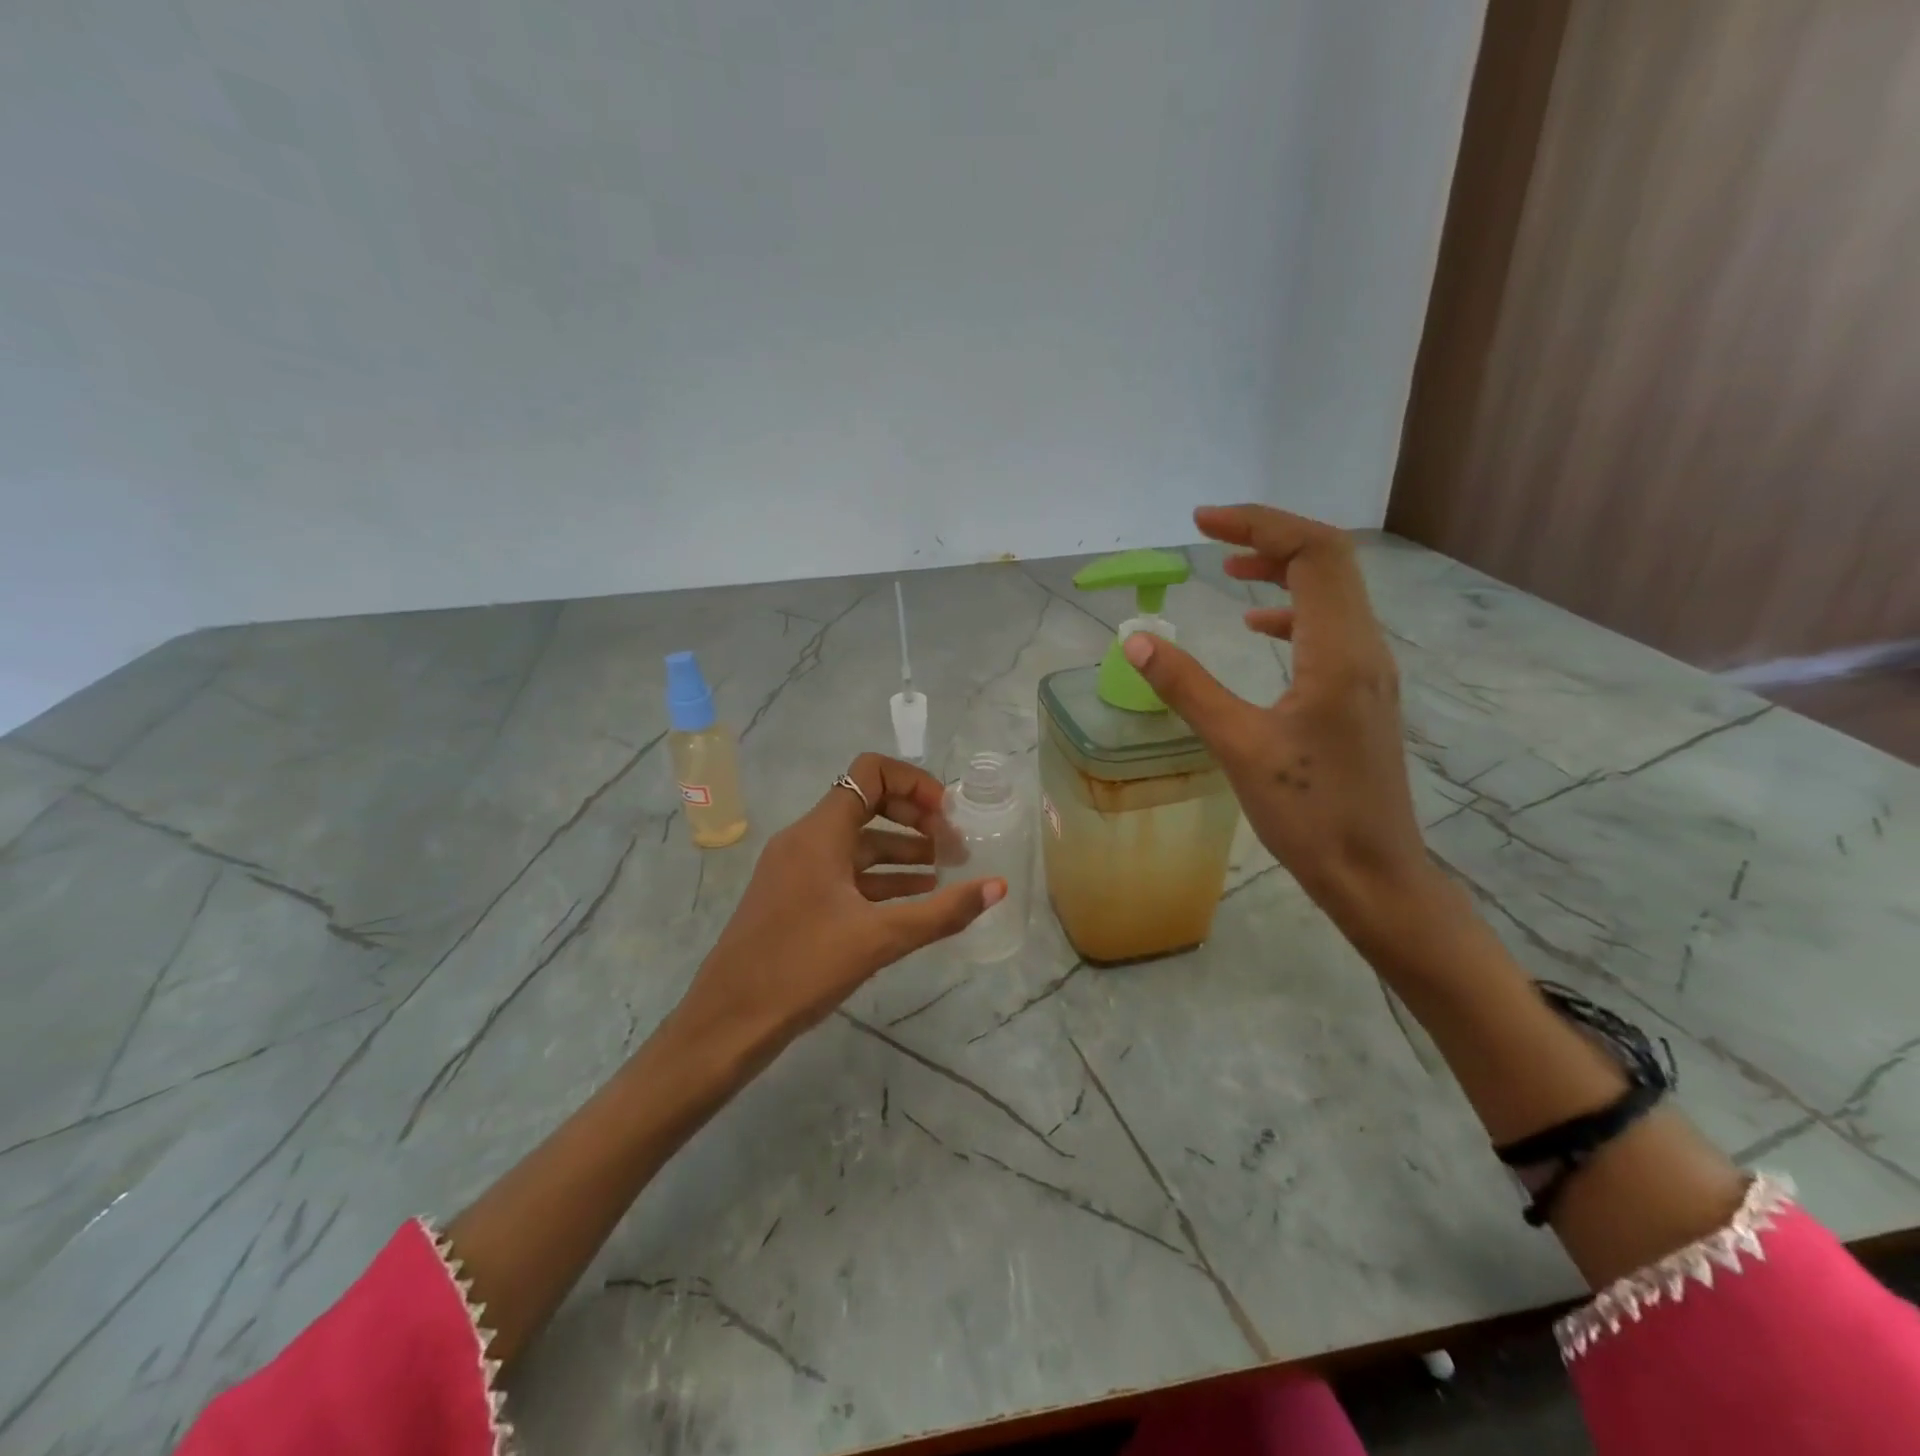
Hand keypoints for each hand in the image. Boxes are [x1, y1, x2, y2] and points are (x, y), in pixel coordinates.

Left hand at [670, 753, 1005, 1057]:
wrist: (728, 1022)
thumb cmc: (801, 968)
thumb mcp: (880, 939)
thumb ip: (943, 911)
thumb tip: (998, 887)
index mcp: (820, 833)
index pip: (871, 773)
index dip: (915, 785)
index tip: (947, 817)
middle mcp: (806, 839)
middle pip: (868, 803)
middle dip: (915, 820)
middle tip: (954, 849)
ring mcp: (796, 868)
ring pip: (858, 842)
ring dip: (902, 851)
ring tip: (945, 874)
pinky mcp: (794, 896)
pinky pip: (844, 872)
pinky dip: (880, 877)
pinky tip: (913, 898)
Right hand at [1122, 505, 1432, 931]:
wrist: (1373, 874)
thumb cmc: (1307, 814)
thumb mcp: (1237, 746)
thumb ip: (1186, 687)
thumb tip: (1137, 639)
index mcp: (1338, 652)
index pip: (1312, 553)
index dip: (1258, 526)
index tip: (1203, 524)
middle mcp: (1365, 648)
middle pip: (1329, 561)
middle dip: (1270, 538)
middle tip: (1212, 537)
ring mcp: (1369, 671)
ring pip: (1333, 593)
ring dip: (1283, 571)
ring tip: (1230, 573)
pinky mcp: (1362, 694)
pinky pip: (1331, 627)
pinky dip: (1292, 611)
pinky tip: (1258, 628)